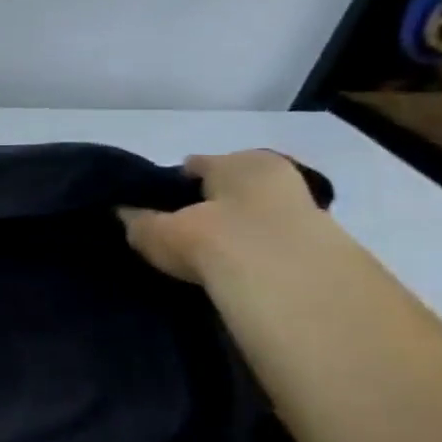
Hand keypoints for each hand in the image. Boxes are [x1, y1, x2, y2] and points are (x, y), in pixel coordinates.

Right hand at [118, 150, 324, 283]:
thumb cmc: (214, 235)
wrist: (286, 279)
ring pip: (255, 218)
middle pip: (230, 190)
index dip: (172, 183)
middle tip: (179, 231)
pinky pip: (274, 248)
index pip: (196, 166)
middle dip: (208, 207)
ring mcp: (304, 214)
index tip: (151, 204)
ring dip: (235, 233)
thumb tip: (121, 214)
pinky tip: (233, 273)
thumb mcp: (157, 229)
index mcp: (238, 161)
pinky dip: (256, 257)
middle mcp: (275, 177)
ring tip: (204, 257)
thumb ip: (139, 221)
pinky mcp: (321, 252)